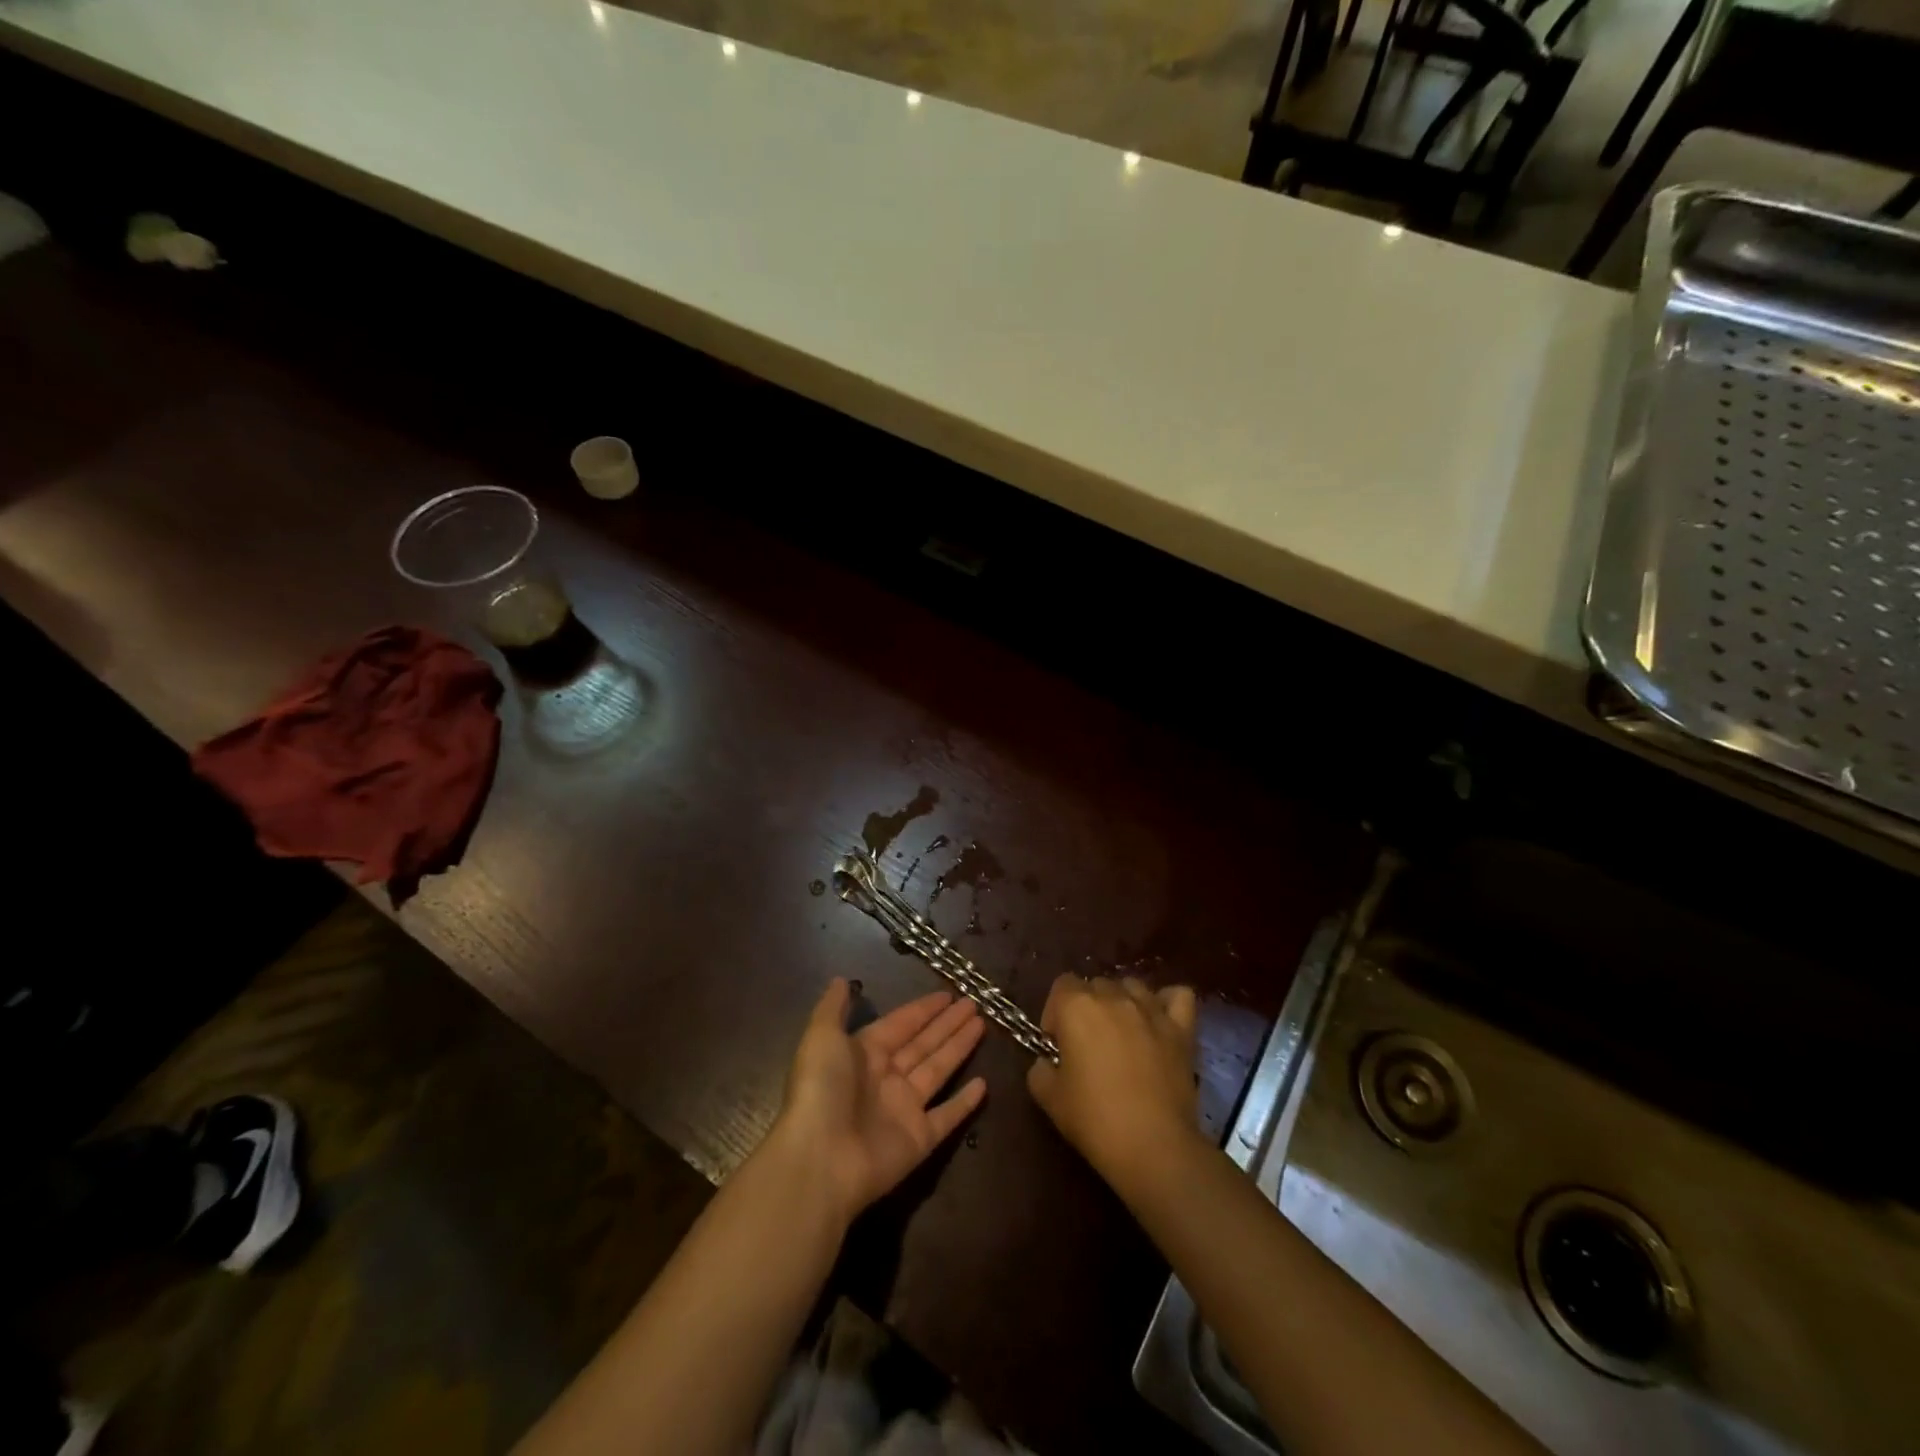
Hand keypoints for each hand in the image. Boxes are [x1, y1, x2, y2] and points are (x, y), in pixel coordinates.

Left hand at [775, 978, 987, 1223]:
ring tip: (983, 1024)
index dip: (923, 1009)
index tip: (948, 994)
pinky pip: (947, 1116)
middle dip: (947, 1023)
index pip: (901, 1024)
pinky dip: (965, 1102)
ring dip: (959, 1048)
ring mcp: (904, 1109)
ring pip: (939, 1070)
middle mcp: (886, 1078)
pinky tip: (984, 1084)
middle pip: (924, 1043)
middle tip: (974, 1003)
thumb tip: (842, 979)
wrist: (820, 1159)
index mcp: (864, 1053)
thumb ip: (833, 1007)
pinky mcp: (919, 1140)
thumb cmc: (821, 1090)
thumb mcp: (821, 1037)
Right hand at [1027, 975, 1200, 1189]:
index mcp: (1077, 1007)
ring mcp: (1151, 1010)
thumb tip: (1049, 1063)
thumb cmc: (1095, 1120)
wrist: (1154, 1147)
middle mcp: (1114, 997)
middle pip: (1096, 985)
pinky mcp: (1181, 1029)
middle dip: (1088, 1009)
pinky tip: (1159, 1022)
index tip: (1058, 1045)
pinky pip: (1177, 996)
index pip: (1061, 985)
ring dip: (1123, 1003)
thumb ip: (1041, 1070)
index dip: (1055, 1013)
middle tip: (1088, 1047)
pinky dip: (1167, 1003)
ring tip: (1123, 1035)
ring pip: (1132, 987)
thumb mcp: (1049, 1098)